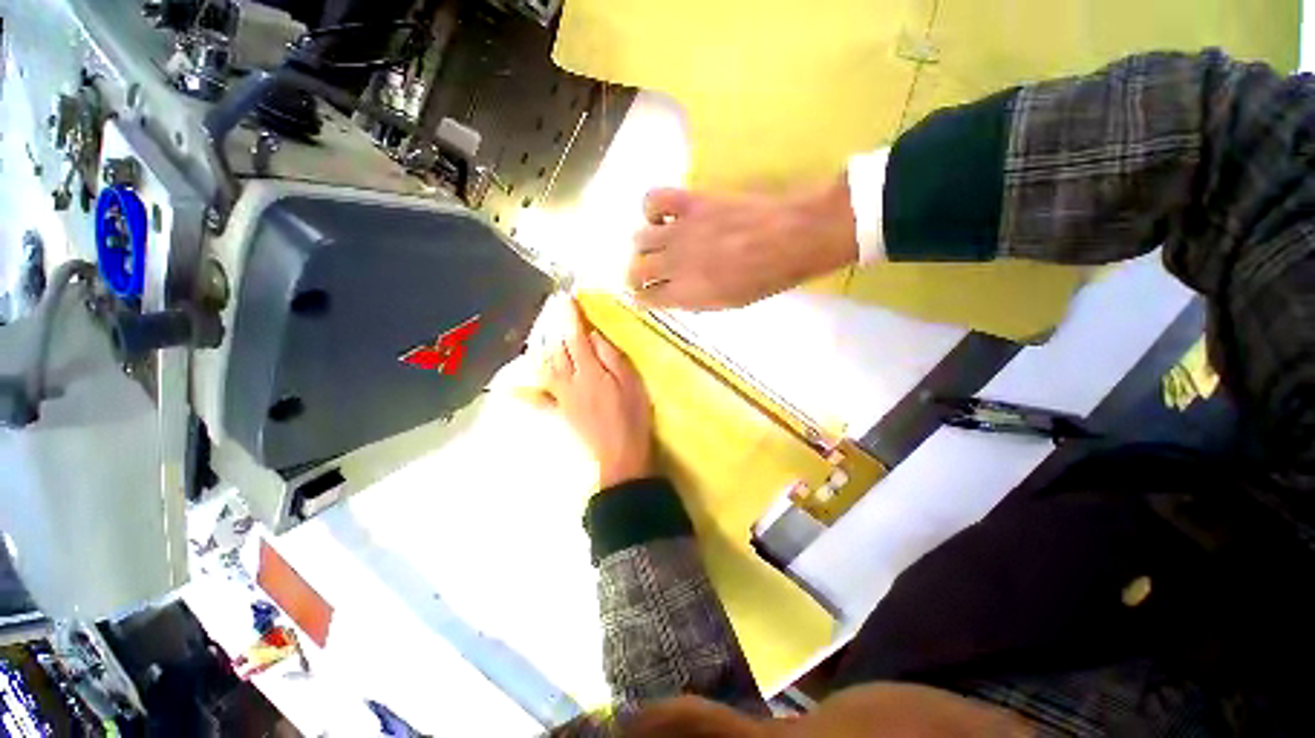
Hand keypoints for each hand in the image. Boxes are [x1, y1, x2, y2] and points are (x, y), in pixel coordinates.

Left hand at [537, 300, 654, 488]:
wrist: (620, 454)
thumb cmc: (632, 416)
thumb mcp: (631, 382)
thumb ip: (611, 357)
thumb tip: (593, 336)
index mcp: (590, 372)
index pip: (576, 337)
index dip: (570, 316)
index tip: (565, 297)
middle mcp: (570, 380)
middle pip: (557, 348)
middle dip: (554, 325)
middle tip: (553, 306)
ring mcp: (561, 396)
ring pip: (545, 366)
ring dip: (541, 345)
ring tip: (542, 329)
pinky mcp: (559, 411)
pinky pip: (538, 399)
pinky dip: (524, 391)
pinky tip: (511, 386)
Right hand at [627, 177, 858, 309]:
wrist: (791, 238)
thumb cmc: (765, 279)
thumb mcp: (729, 303)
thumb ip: (695, 299)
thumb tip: (676, 294)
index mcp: (686, 293)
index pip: (647, 298)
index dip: (643, 299)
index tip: (643, 297)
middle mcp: (675, 264)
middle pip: (636, 270)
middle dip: (635, 277)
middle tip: (644, 276)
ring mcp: (680, 231)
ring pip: (639, 239)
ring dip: (643, 247)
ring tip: (655, 246)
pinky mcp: (690, 203)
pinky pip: (653, 200)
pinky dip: (651, 210)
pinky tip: (663, 217)